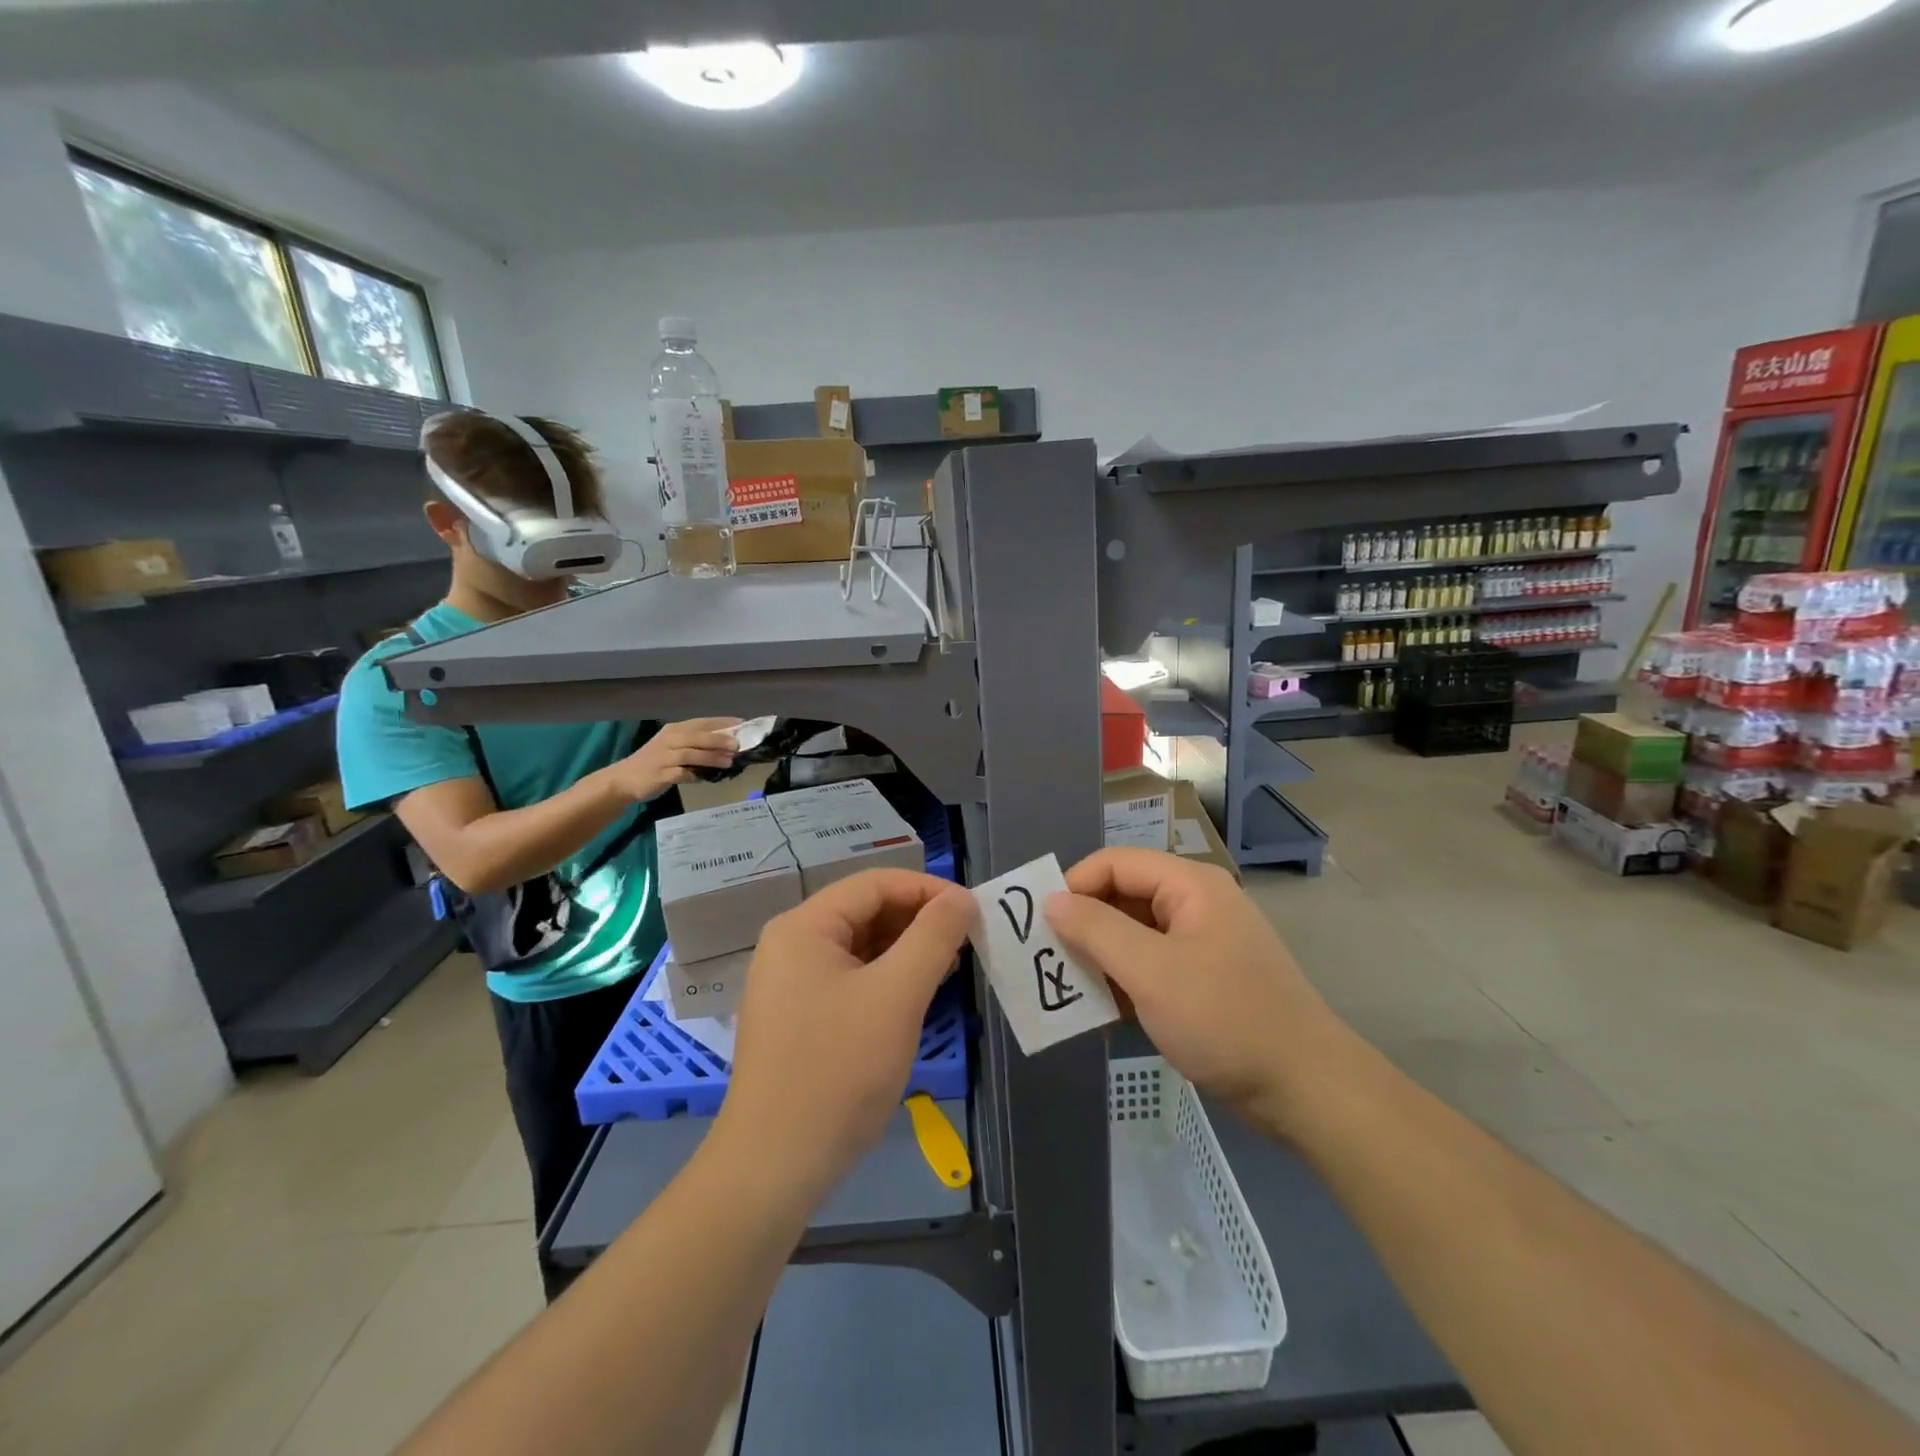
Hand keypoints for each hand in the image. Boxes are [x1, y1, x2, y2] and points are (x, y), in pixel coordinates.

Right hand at [608, 718, 741, 801]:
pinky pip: (681, 773)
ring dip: (711, 757)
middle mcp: (669, 739)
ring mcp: (664, 757)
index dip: (723, 723)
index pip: (702, 722)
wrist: (623, 779)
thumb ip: (697, 744)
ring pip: (691, 753)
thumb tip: (729, 745)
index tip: (743, 725)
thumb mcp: (675, 747)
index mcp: (674, 730)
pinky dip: (695, 775)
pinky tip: (706, 778)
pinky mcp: (660, 774)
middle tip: (738, 745)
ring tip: (730, 761)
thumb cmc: (655, 762)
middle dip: (719, 739)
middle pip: (697, 736)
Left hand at [719, 870, 975, 1201]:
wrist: (775, 1166)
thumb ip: (934, 937)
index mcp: (803, 927)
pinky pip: (850, 978)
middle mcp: (791, 944)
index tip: (973, 911)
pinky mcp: (798, 1016)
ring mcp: (790, 983)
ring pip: (860, 946)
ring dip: (906, 950)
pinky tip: (917, 995)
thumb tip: (963, 898)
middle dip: (918, 920)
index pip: (875, 884)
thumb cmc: (839, 1070)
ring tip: (951, 966)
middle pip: (865, 911)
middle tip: (968, 941)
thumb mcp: (897, 996)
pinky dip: (886, 978)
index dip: (928, 890)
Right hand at [1043, 848, 1349, 1137]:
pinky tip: (1099, 1013)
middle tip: (1046, 960)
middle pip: (1123, 896)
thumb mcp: (1152, 971)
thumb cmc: (1225, 1018)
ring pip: (1132, 935)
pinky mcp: (1202, 981)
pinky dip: (1122, 982)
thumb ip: (1096, 930)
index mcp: (1189, 885)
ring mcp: (1200, 944)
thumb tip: (1051, 900)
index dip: (1074, 886)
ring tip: (1066, 988)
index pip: (1115, 863)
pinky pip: (1149, 966)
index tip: (1040, 927)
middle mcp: (1194, 904)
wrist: (1305, 1089)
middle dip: (1083, 925)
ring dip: (1099, 958)